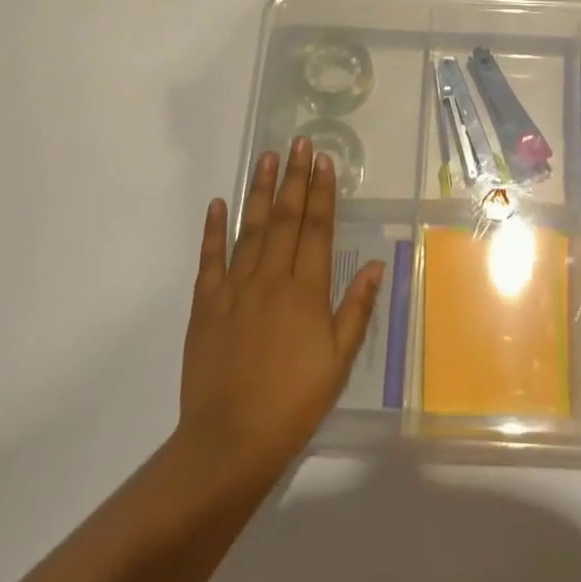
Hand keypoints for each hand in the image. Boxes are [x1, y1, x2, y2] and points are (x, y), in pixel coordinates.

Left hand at [178, 137, 382, 491]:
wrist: (231, 439)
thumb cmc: (295, 401)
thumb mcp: (339, 360)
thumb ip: (356, 308)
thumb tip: (375, 264)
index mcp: (306, 292)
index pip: (317, 229)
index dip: (322, 193)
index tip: (324, 161)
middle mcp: (271, 280)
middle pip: (285, 218)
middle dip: (294, 178)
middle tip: (298, 143)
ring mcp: (234, 289)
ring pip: (250, 229)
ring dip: (259, 191)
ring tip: (266, 157)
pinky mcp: (206, 305)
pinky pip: (210, 259)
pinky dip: (214, 229)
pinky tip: (218, 203)